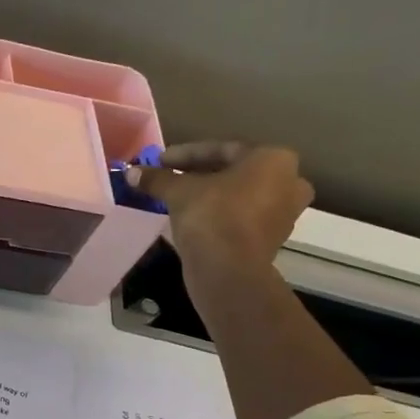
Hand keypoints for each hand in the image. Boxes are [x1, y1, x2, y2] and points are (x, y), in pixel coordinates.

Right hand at [130, 142, 313, 281]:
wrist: (229, 270)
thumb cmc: (211, 216)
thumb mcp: (178, 191)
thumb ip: (157, 178)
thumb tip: (130, 172)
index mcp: (273, 159)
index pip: (222, 149)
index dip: (185, 154)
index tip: (160, 161)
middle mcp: (289, 181)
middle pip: (234, 171)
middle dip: (200, 174)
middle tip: (170, 178)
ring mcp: (284, 212)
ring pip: (239, 195)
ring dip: (210, 194)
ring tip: (178, 199)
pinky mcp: (272, 238)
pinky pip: (242, 216)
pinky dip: (220, 213)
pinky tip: (193, 218)